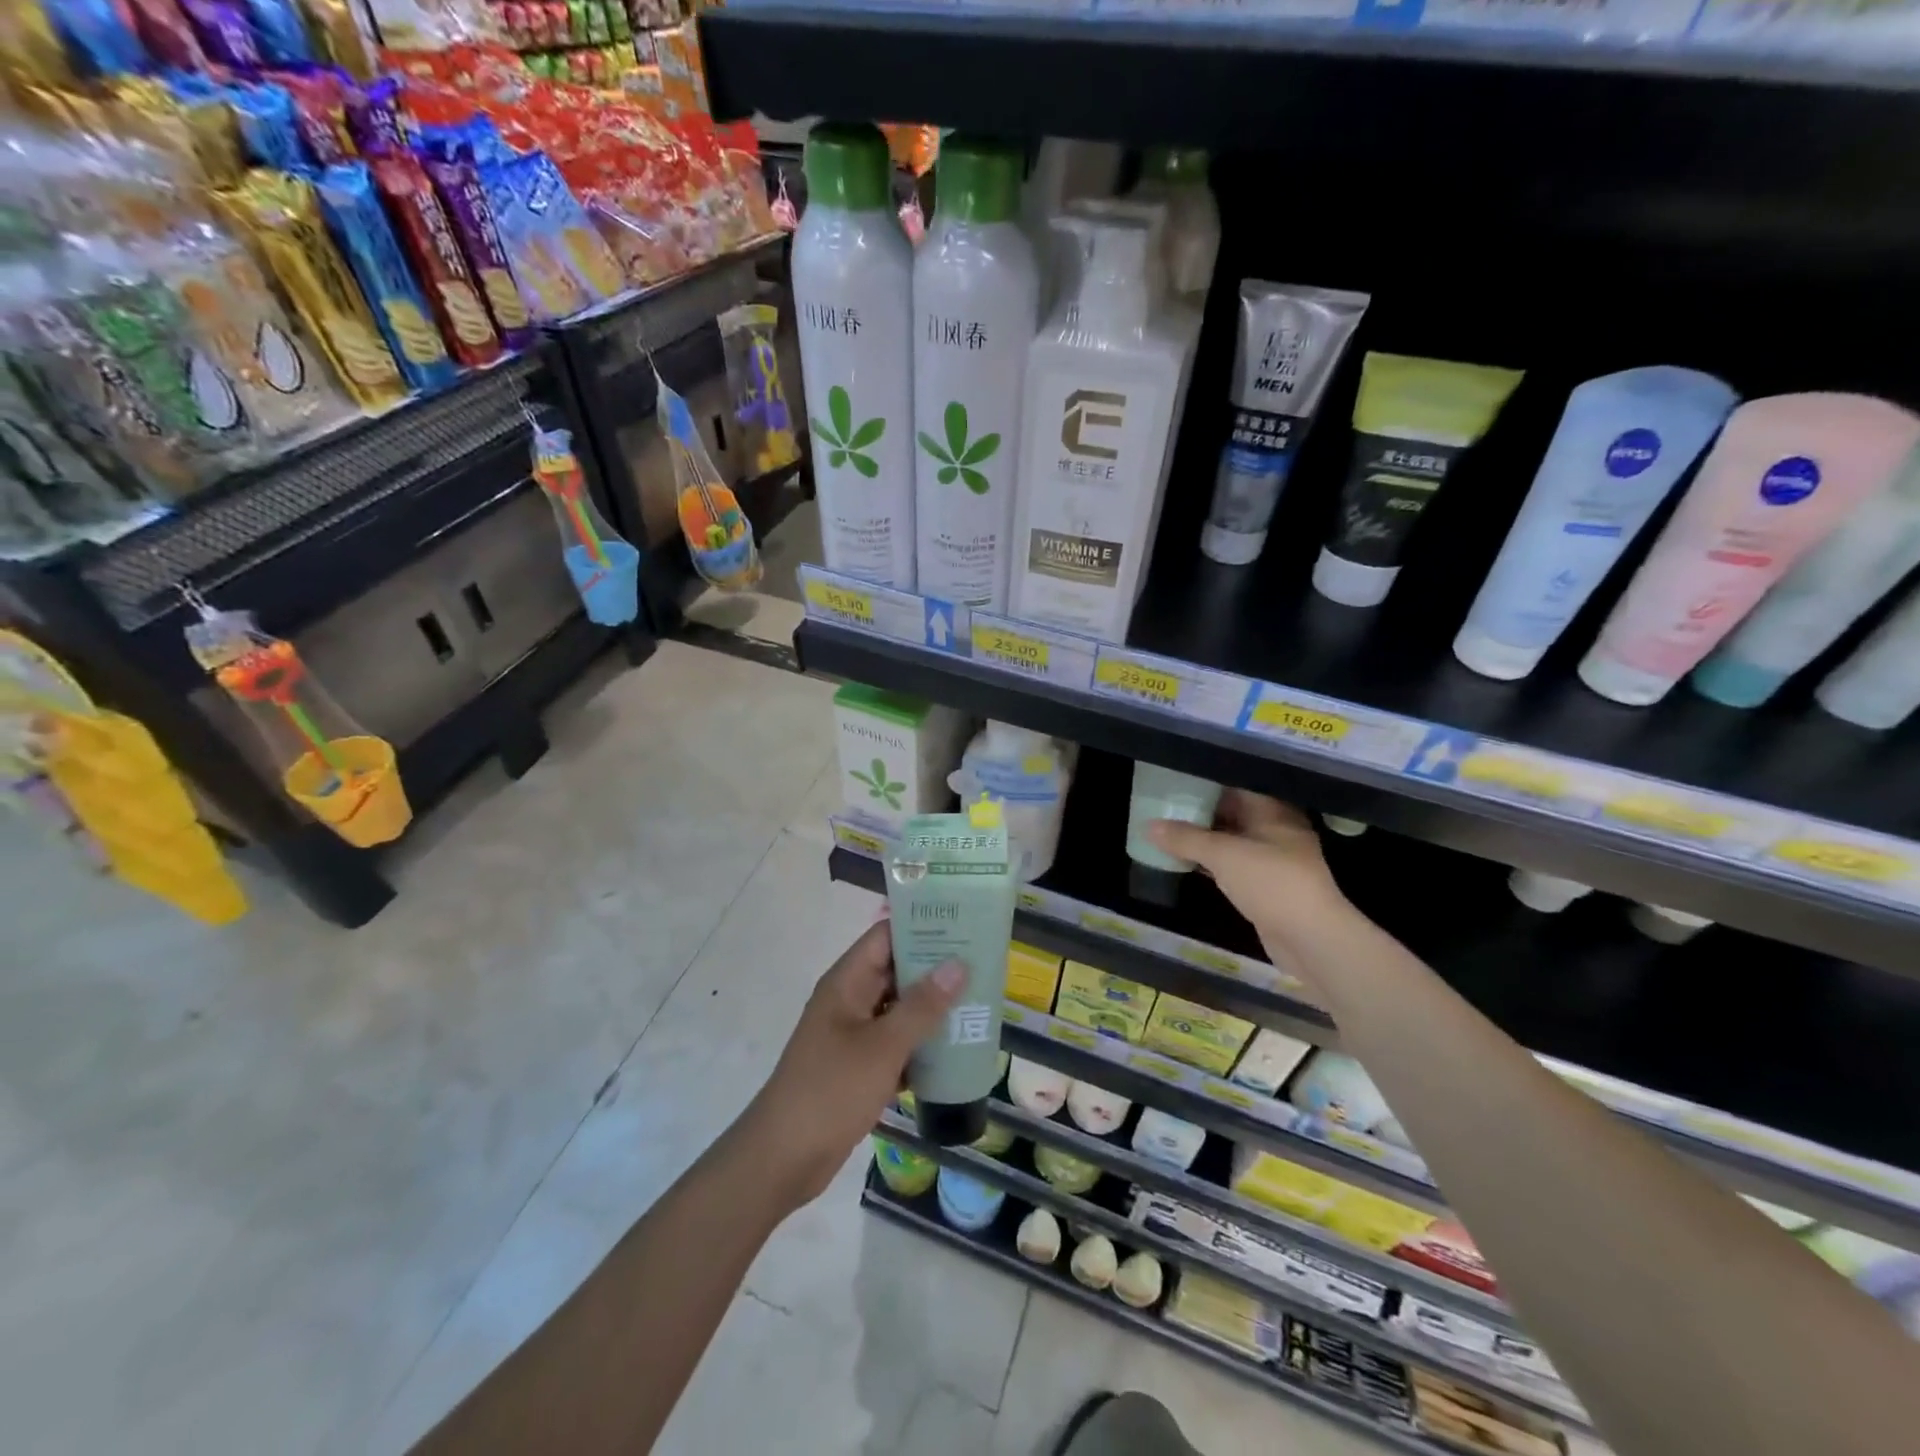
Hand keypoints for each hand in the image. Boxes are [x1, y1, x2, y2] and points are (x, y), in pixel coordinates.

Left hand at [738, 921, 962, 1211]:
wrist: (783, 1158)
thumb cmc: (831, 1090)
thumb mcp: (882, 1046)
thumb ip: (922, 1006)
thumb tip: (959, 964)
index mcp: (847, 982)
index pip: (887, 935)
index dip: (922, 925)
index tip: (964, 923)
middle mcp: (850, 999)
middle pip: (897, 970)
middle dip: (936, 968)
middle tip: (983, 964)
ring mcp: (853, 1033)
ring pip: (899, 1008)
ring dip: (933, 1007)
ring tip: (979, 1002)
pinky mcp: (859, 1065)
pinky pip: (896, 1041)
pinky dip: (921, 1043)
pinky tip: (956, 1049)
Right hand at [1148, 790, 1355, 965]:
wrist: (1311, 939)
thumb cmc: (1271, 883)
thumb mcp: (1223, 855)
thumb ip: (1185, 838)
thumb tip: (1148, 826)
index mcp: (1273, 812)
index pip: (1235, 786)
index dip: (1206, 782)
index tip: (1175, 780)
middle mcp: (1275, 830)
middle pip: (1232, 812)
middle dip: (1200, 810)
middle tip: (1163, 803)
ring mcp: (1271, 860)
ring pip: (1230, 840)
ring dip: (1202, 837)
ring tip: (1165, 829)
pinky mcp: (1264, 886)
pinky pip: (1231, 864)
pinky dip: (1209, 861)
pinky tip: (1183, 860)